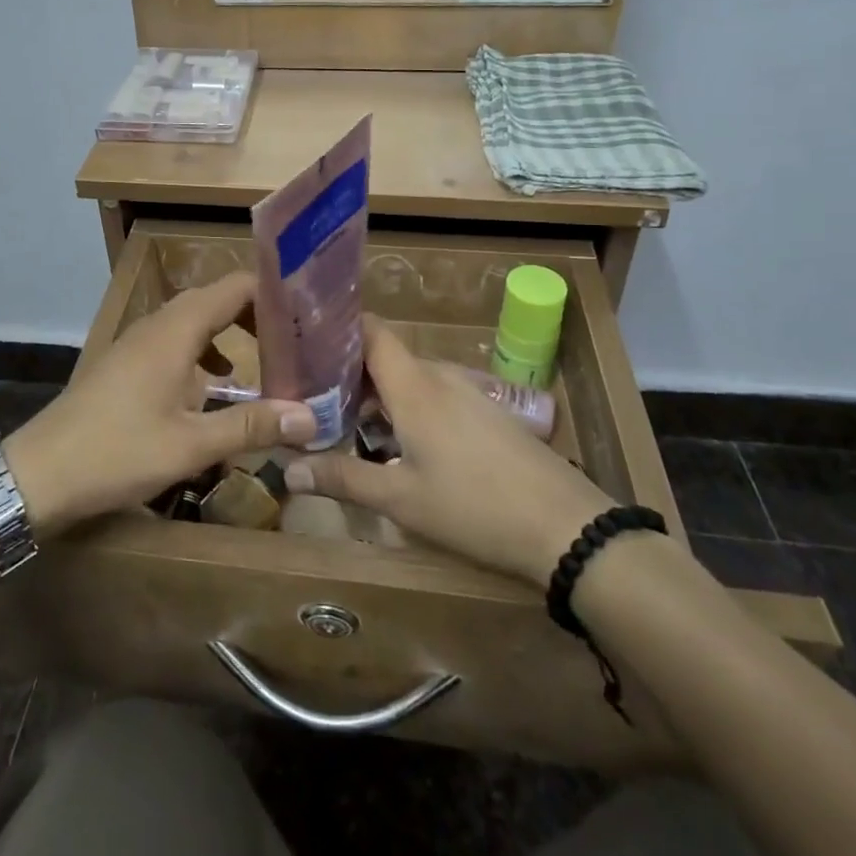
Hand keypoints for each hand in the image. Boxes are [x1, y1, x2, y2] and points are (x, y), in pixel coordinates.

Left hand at [5, 272, 315, 534]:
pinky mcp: (126, 363)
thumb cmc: (118, 452)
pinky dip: (204, 353)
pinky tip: (215, 386)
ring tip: (266, 358)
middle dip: (257, 314)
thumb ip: (251, 426)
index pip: (235, 287)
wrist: (39, 473)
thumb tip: (309, 417)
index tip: (308, 311)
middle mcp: (158, 324)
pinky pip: (175, 342)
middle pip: (216, 299)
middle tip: (297, 338)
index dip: (273, 292)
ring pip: (194, 321)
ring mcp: (137, 342)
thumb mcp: (191, 444)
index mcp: (176, 329)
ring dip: (230, 333)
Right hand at [285, 316, 612, 581]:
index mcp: (413, 386)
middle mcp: (439, 377)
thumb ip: (343, 478)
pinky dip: (410, 408)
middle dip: (350, 374)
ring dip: (381, 395)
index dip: (339, 328)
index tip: (307, 343)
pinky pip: (437, 395)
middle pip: (386, 358)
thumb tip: (287, 469)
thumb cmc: (474, 506)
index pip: (371, 331)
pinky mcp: (488, 414)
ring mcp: (469, 393)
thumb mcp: (401, 500)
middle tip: (316, 400)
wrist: (568, 527)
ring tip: (351, 425)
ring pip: (412, 379)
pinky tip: (404, 445)